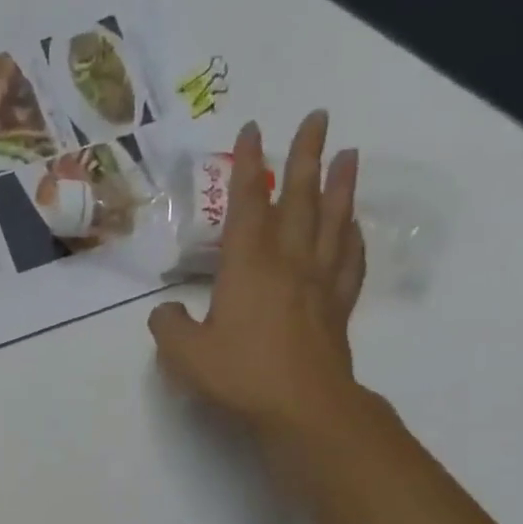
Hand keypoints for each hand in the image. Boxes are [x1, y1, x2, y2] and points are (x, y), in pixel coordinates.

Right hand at [149, 111, 365, 436]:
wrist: (302, 406)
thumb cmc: (239, 374)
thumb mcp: (183, 354)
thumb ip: (168, 326)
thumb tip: (167, 311)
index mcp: (248, 266)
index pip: (247, 204)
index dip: (248, 166)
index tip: (253, 130)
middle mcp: (289, 263)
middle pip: (300, 199)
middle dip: (306, 156)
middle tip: (319, 117)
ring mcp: (319, 284)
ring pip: (333, 222)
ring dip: (340, 186)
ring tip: (349, 153)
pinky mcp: (337, 308)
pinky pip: (350, 262)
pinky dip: (354, 239)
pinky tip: (355, 228)